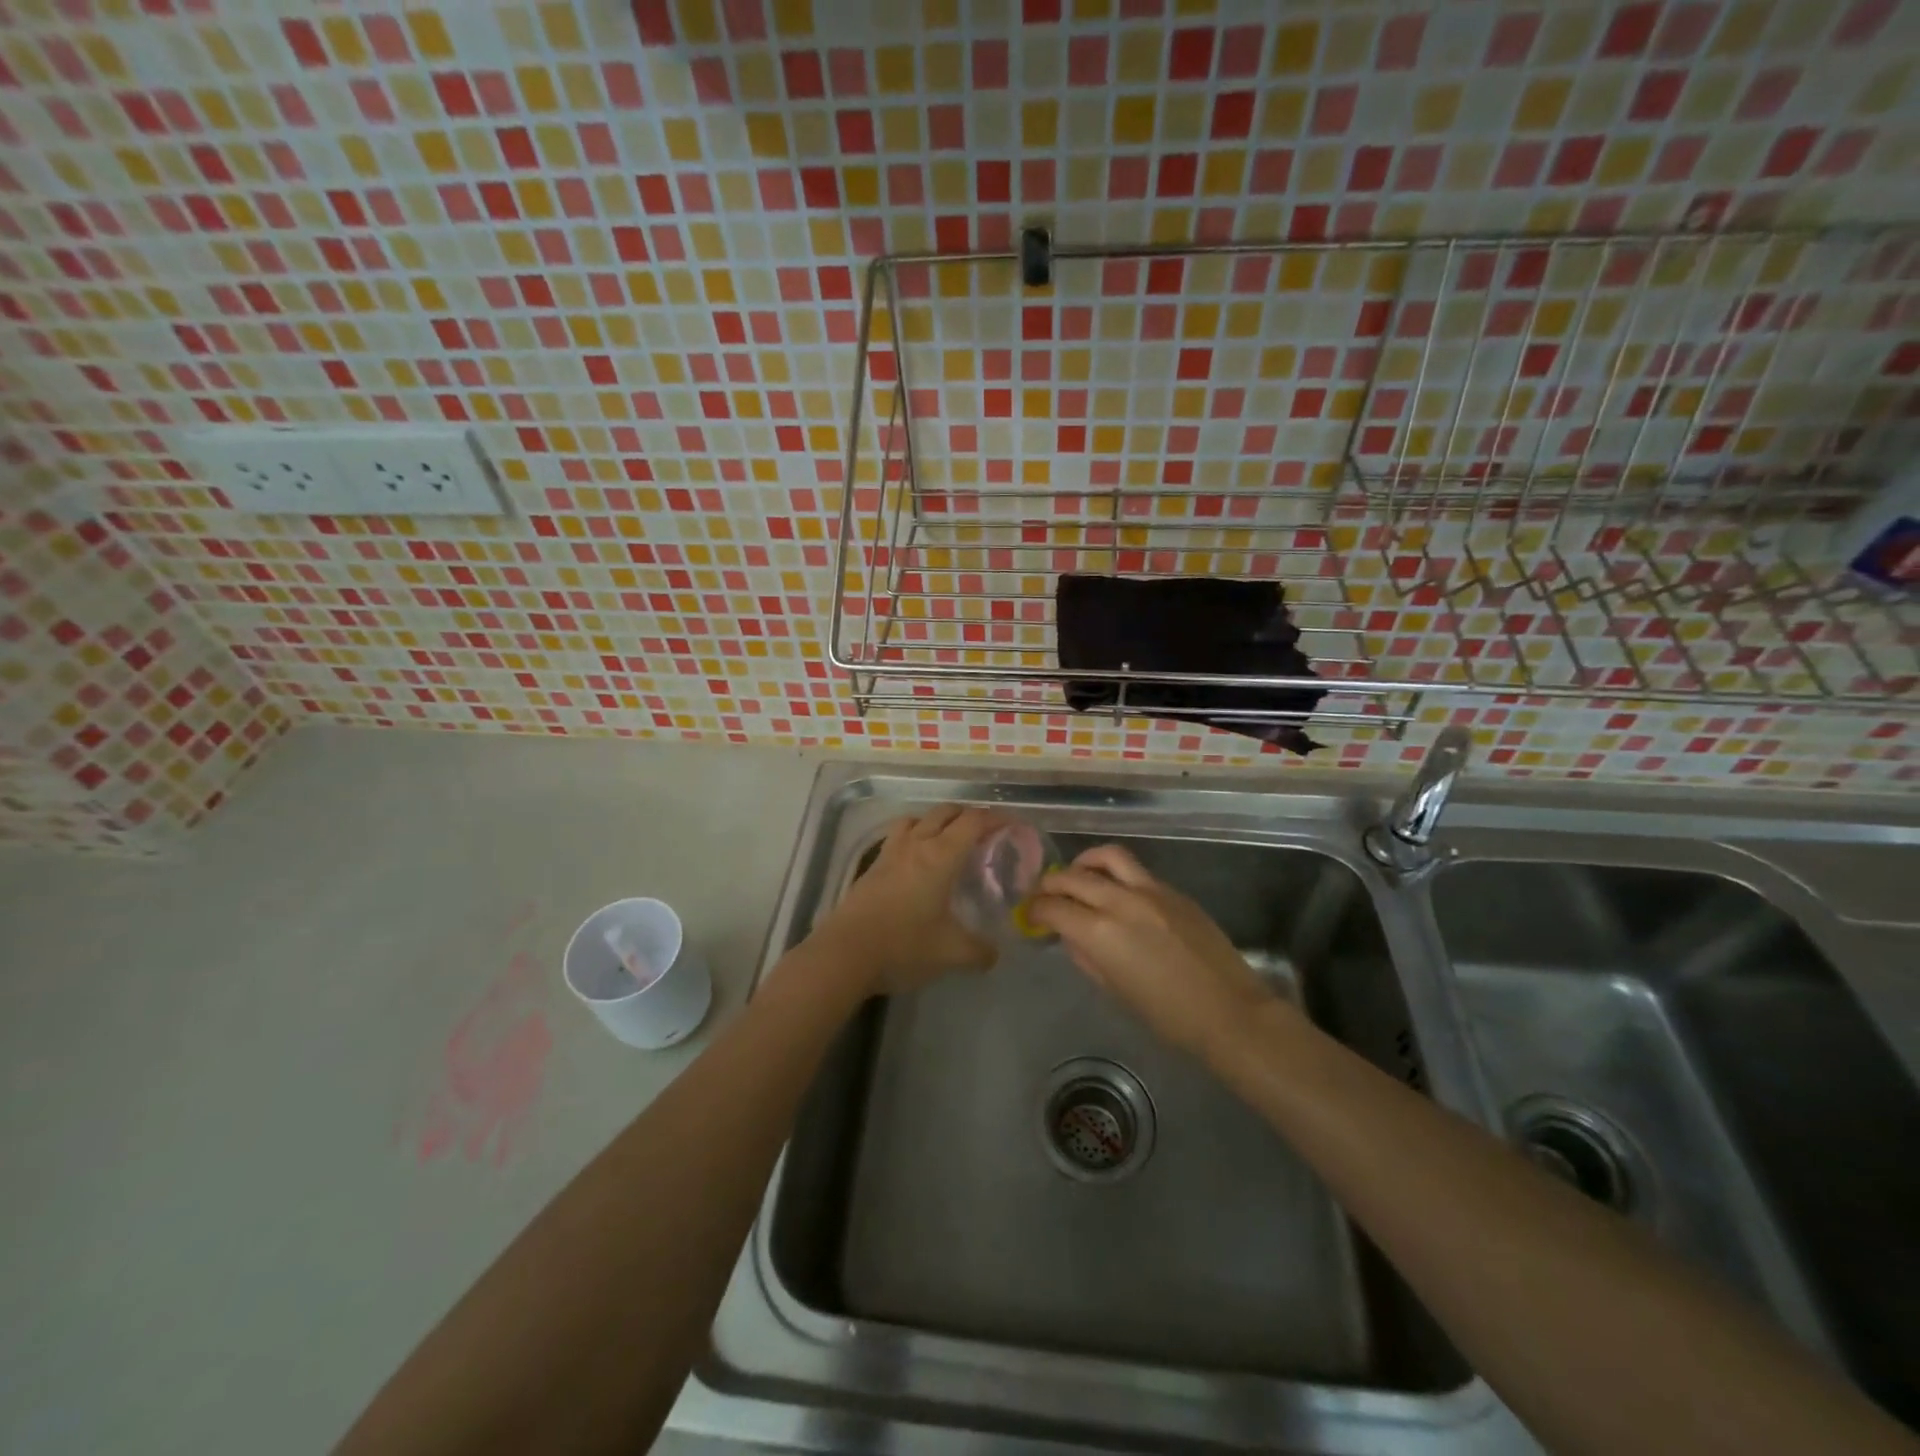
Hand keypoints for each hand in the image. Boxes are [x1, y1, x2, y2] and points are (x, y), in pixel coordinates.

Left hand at [809, 805, 1001, 995]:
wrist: (845, 954)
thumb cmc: (903, 946)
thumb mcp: (951, 953)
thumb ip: (979, 951)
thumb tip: (994, 954)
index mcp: (940, 856)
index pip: (973, 822)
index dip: (995, 818)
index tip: (1012, 825)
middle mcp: (916, 845)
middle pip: (944, 812)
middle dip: (967, 815)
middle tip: (984, 833)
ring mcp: (889, 853)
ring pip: (916, 819)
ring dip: (935, 821)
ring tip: (946, 840)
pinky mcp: (871, 867)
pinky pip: (897, 837)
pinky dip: (912, 837)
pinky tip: (915, 862)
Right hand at [1028, 844, 1288, 1060]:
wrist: (1230, 1011)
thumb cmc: (1167, 1015)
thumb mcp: (1115, 989)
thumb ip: (1087, 955)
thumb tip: (1071, 935)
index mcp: (1101, 931)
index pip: (1053, 907)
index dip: (1034, 910)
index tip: (1029, 916)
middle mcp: (1121, 900)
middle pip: (1073, 876)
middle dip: (1050, 884)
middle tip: (1044, 895)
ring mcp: (1150, 890)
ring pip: (1107, 856)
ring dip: (1084, 863)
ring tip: (1077, 876)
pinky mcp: (1173, 890)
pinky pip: (1136, 871)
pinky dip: (1115, 874)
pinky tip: (1115, 892)